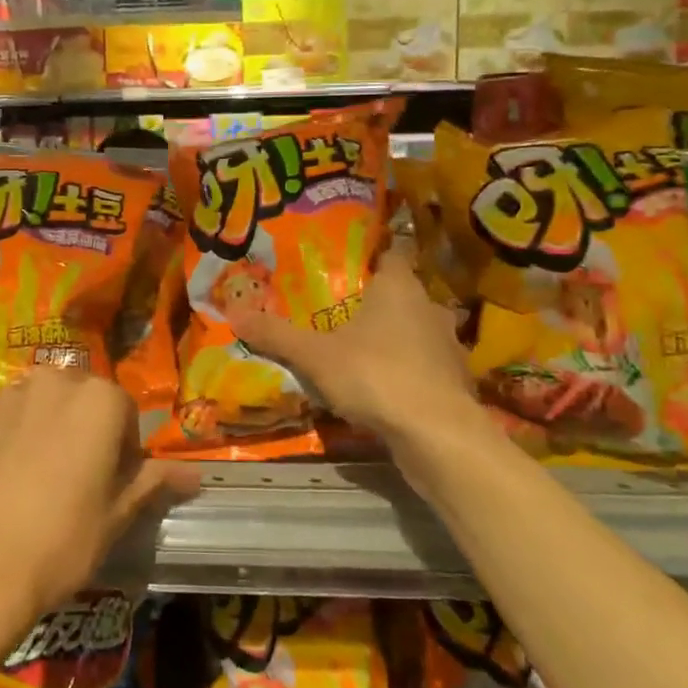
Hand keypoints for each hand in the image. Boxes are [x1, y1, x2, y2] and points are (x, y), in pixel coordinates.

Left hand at [0, 369, 199, 618]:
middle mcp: (53, 383)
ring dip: (48, 429)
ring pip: (40, 405)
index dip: (125, 449)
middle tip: (82, 479)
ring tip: (41, 480)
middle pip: (81, 399)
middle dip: (86, 429)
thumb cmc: (64, 539)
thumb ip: (154, 482)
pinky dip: (11, 441)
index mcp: (98, 399)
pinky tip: (6, 484)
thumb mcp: (118, 514)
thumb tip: (195, 475)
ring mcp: (7, 400)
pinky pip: (4, 424)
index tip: (116, 484)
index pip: (126, 412)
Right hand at [230, 251, 480, 461]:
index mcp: (399, 287)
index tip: (347, 263)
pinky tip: (385, 387)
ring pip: (416, 331)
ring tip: (360, 349)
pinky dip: (408, 371)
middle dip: (375, 302)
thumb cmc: (376, 375)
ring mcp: (448, 346)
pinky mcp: (454, 381)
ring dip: (395, 338)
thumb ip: (277, 334)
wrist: (438, 434)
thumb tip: (233, 313)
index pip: (392, 253)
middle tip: (341, 310)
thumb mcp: (314, 355)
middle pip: (402, 294)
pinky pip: (425, 366)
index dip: (371, 255)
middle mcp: (429, 308)